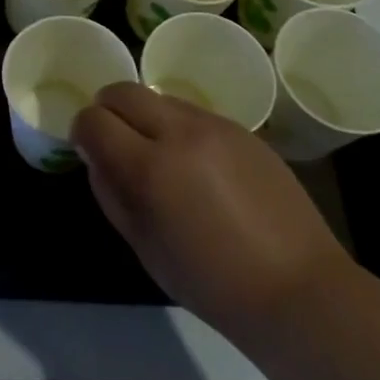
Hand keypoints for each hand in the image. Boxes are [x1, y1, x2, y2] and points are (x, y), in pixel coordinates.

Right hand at [71, 83, 353, 350]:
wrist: (297, 288)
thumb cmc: (211, 283)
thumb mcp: (144, 246)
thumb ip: (111, 193)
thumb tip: (96, 157)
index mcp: (151, 168)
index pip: (94, 120)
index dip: (82, 132)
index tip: (88, 149)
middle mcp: (181, 133)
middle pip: (123, 91)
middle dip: (107, 109)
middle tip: (114, 141)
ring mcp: (216, 126)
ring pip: (160, 97)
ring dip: (146, 117)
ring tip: (159, 156)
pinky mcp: (243, 129)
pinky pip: (193, 113)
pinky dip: (179, 127)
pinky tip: (196, 166)